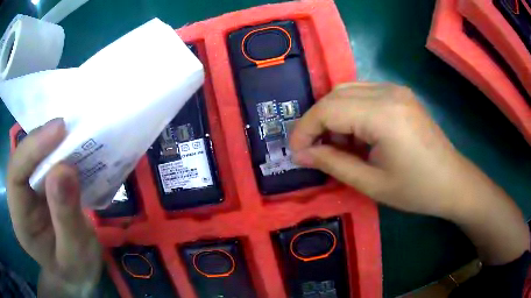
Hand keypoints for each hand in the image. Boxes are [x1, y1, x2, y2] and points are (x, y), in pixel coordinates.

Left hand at [7, 119, 101, 296]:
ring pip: (31, 156)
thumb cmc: (77, 270)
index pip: (15, 176)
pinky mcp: (38, 186)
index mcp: (20, 222)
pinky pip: (43, 161)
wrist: (78, 272)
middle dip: (41, 142)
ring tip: (71, 136)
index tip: (59, 131)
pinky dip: (57, 151)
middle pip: (21, 160)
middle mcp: (18, 201)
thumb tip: (64, 170)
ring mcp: (26, 192)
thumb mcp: (76, 253)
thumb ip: (67, 218)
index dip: (31, 149)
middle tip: (67, 129)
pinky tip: (70, 149)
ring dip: (50, 144)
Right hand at [290, 82, 528, 264]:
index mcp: (383, 114)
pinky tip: (355, 135)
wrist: (453, 182)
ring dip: (332, 115)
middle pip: (335, 95)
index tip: (295, 152)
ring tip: (335, 145)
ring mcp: (396, 89)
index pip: (328, 110)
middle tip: (311, 150)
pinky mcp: (400, 94)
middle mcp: (388, 91)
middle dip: (316, 121)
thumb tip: (301, 154)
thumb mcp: (371, 184)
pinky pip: (363, 94)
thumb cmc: (417, 190)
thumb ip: (333, 164)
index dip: (305, 130)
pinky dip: (350, 112)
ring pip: (347, 91)